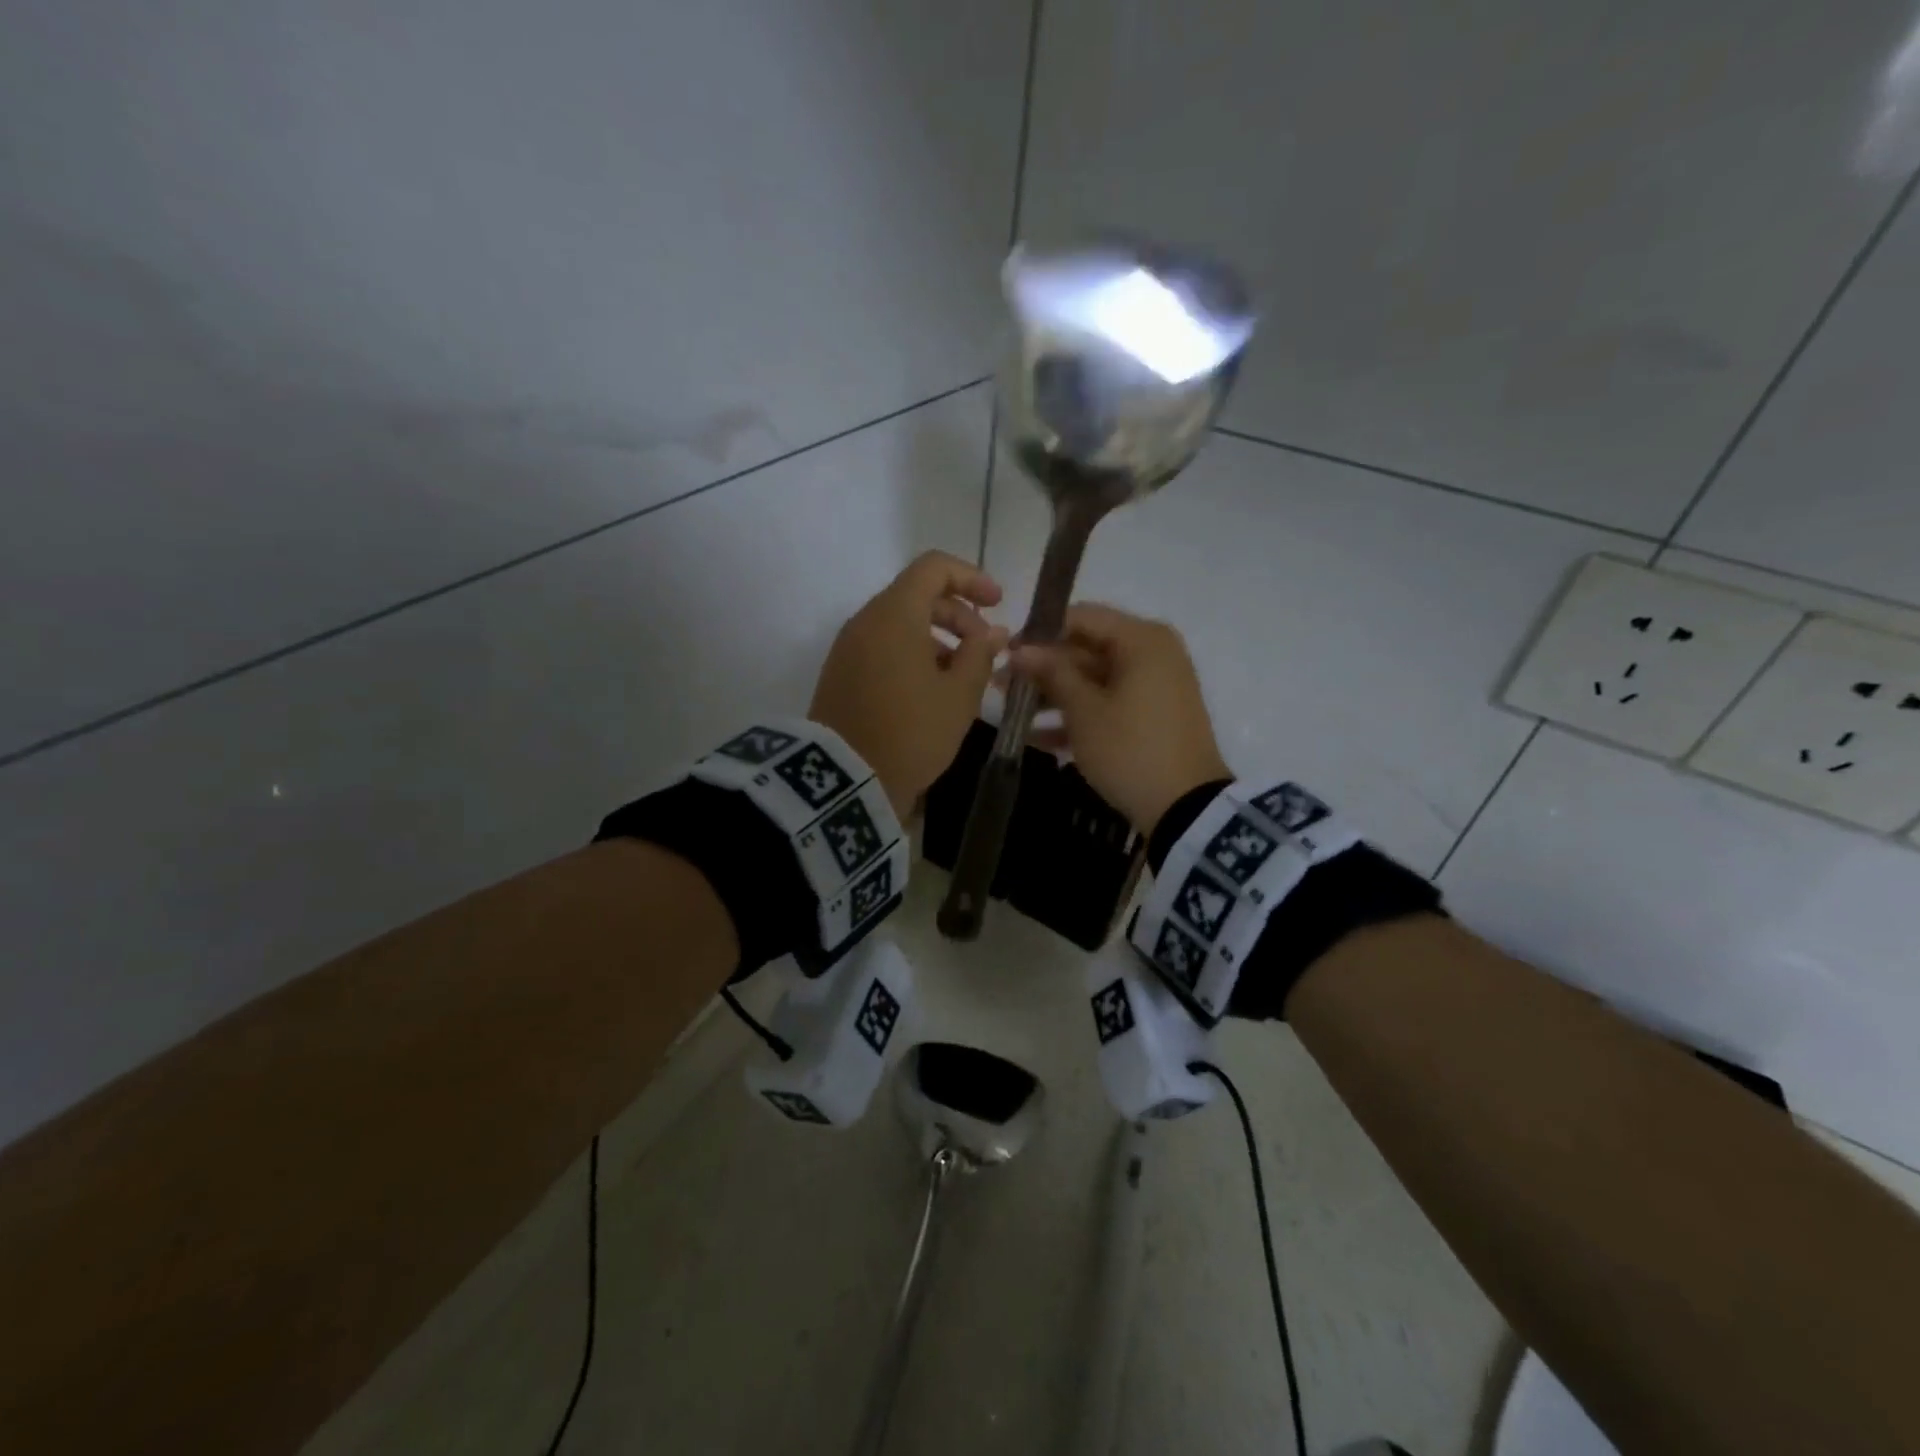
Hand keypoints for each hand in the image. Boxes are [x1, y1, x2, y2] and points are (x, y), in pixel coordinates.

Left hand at [811, 551, 1008, 811]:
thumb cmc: (911, 731)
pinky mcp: (840, 674)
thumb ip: (980, 655)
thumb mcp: (959, 696)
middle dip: (957, 615)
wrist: (845, 780)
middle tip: (985, 650)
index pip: (933, 568)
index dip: (971, 578)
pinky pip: (882, 648)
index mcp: (895, 614)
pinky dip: (911, 655)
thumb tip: (994, 631)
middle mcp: (866, 621)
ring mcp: (848, 648)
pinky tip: (931, 691)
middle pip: (917, 596)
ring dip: (936, 639)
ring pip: (899, 624)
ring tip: (962, 677)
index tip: (997, 604)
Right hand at [1010, 603, 1229, 833]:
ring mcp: (1155, 687)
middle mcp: (1152, 653)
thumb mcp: (1084, 711)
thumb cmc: (1130, 749)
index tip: (1006, 654)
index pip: (1081, 617)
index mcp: (1141, 640)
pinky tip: (1038, 737)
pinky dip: (1079, 717)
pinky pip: (1109, 704)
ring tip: (1014, 715)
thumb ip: (1052, 673)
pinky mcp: (1152, 717)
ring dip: (1055, 696)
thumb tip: (1020, 649)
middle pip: (1087, 649)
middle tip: (1001, 687)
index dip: (1039, 633)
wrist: (1187, 808)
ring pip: (1094, 680)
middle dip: (1043, 669)